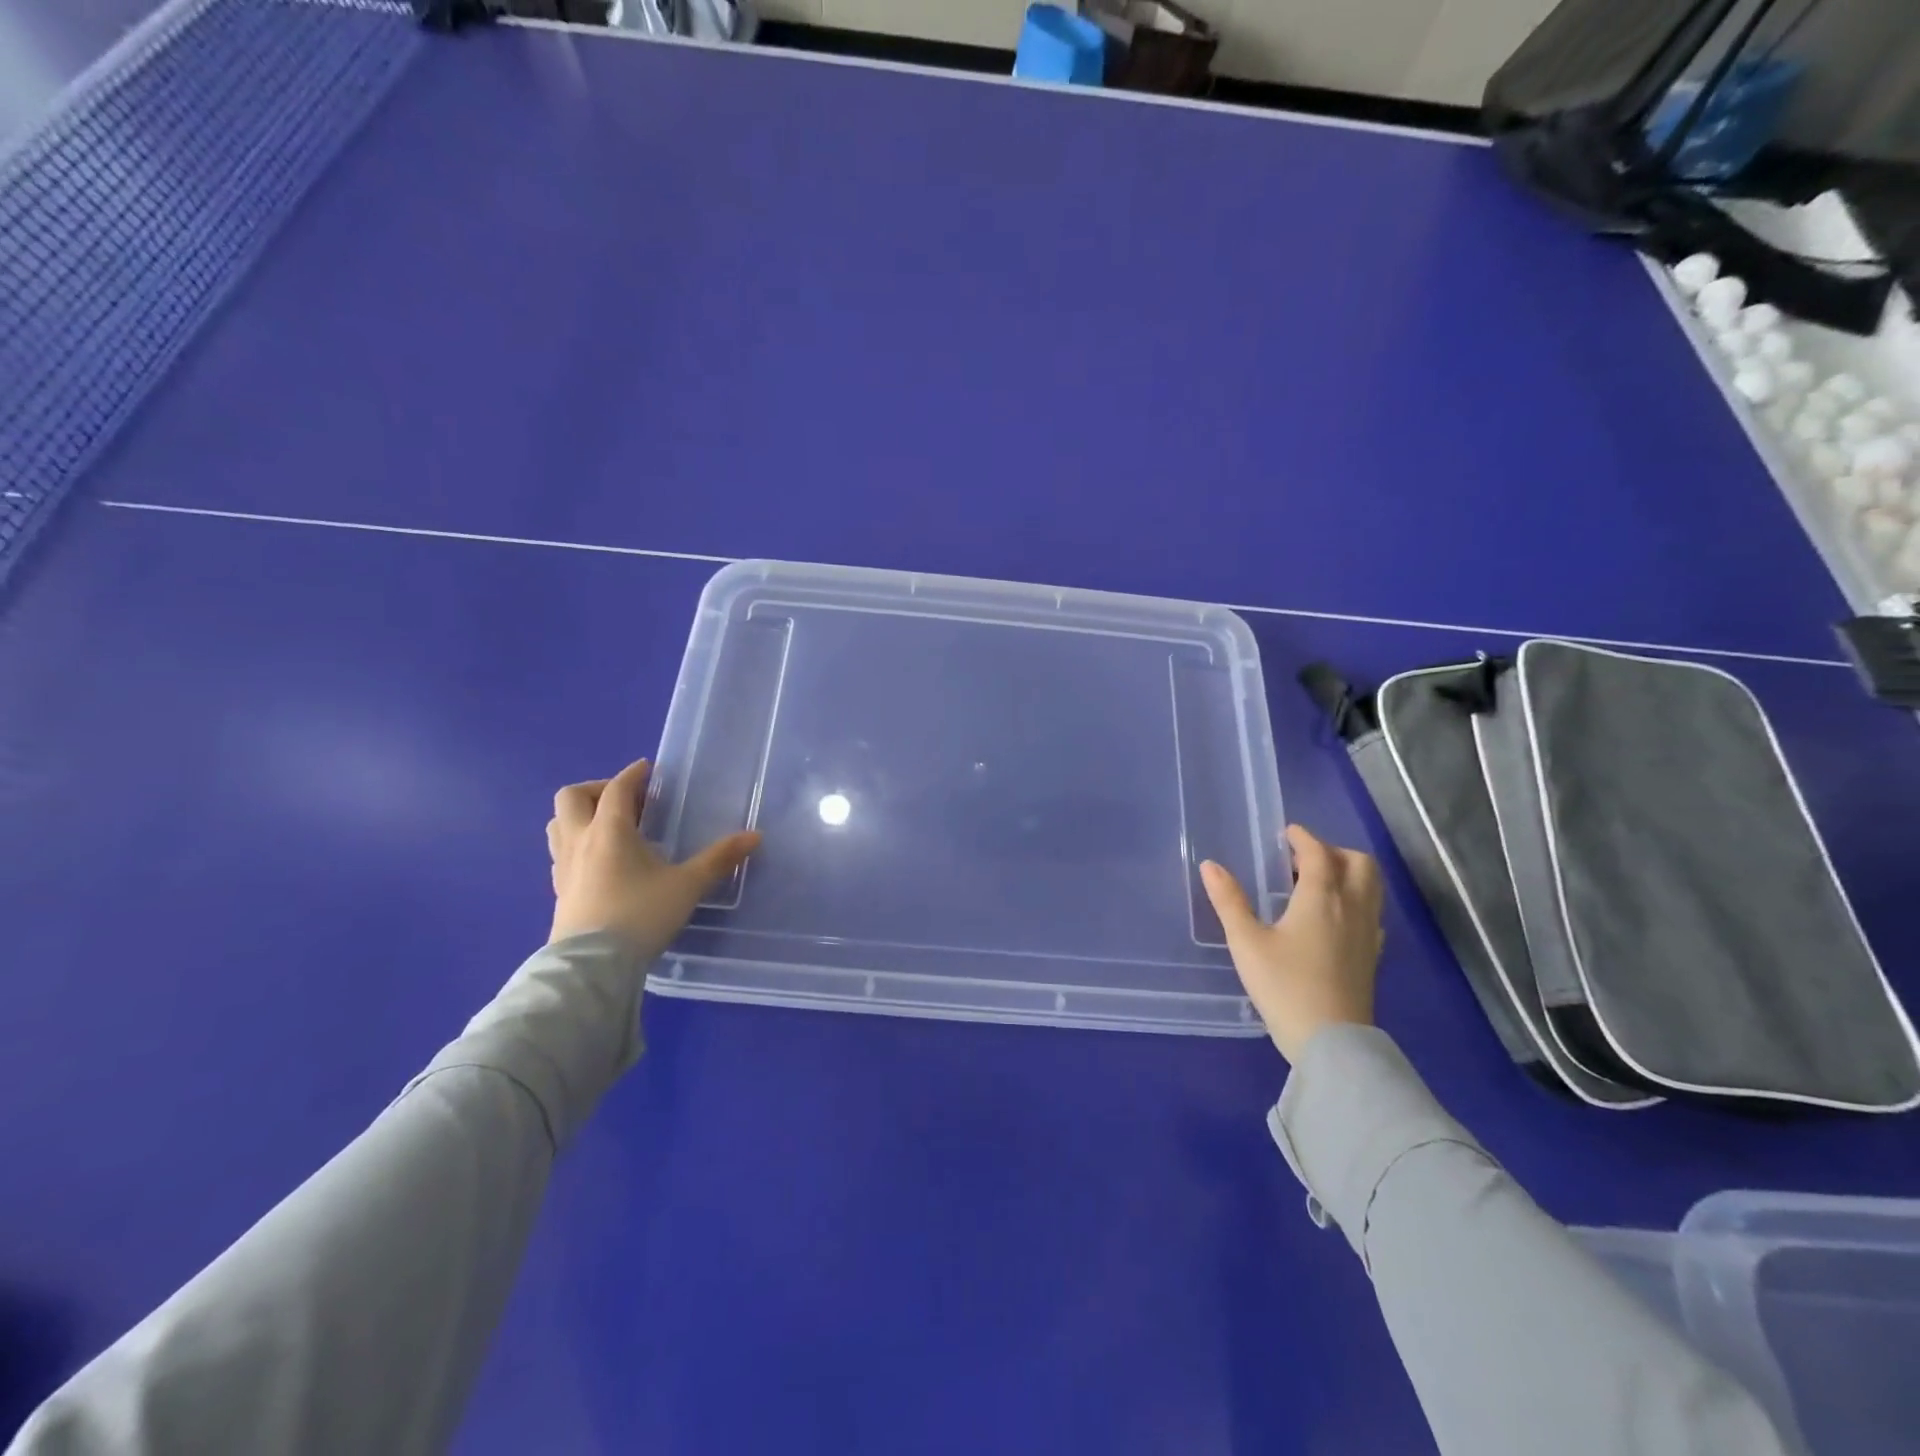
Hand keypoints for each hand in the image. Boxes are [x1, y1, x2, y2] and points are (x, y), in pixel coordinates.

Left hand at [546, 759, 760, 958]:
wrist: (593, 965)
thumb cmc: (641, 915)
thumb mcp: (688, 885)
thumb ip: (719, 858)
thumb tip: (755, 836)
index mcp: (610, 830)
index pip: (616, 788)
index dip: (633, 774)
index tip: (648, 769)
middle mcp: (580, 840)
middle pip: (572, 797)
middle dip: (597, 789)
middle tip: (627, 801)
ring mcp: (563, 866)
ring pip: (558, 824)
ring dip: (580, 815)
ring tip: (610, 826)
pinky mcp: (559, 890)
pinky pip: (560, 852)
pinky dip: (577, 843)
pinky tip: (601, 861)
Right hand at [1200, 825, 1384, 1061]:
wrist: (1331, 1043)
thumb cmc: (1284, 986)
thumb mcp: (1246, 942)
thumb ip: (1229, 901)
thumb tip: (1210, 866)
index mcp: (1321, 898)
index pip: (1319, 853)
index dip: (1303, 838)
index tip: (1287, 833)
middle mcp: (1352, 907)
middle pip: (1358, 863)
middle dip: (1333, 851)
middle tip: (1303, 859)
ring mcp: (1368, 933)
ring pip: (1371, 886)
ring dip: (1348, 873)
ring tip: (1316, 884)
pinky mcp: (1373, 956)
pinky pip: (1372, 912)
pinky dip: (1356, 900)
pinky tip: (1334, 918)